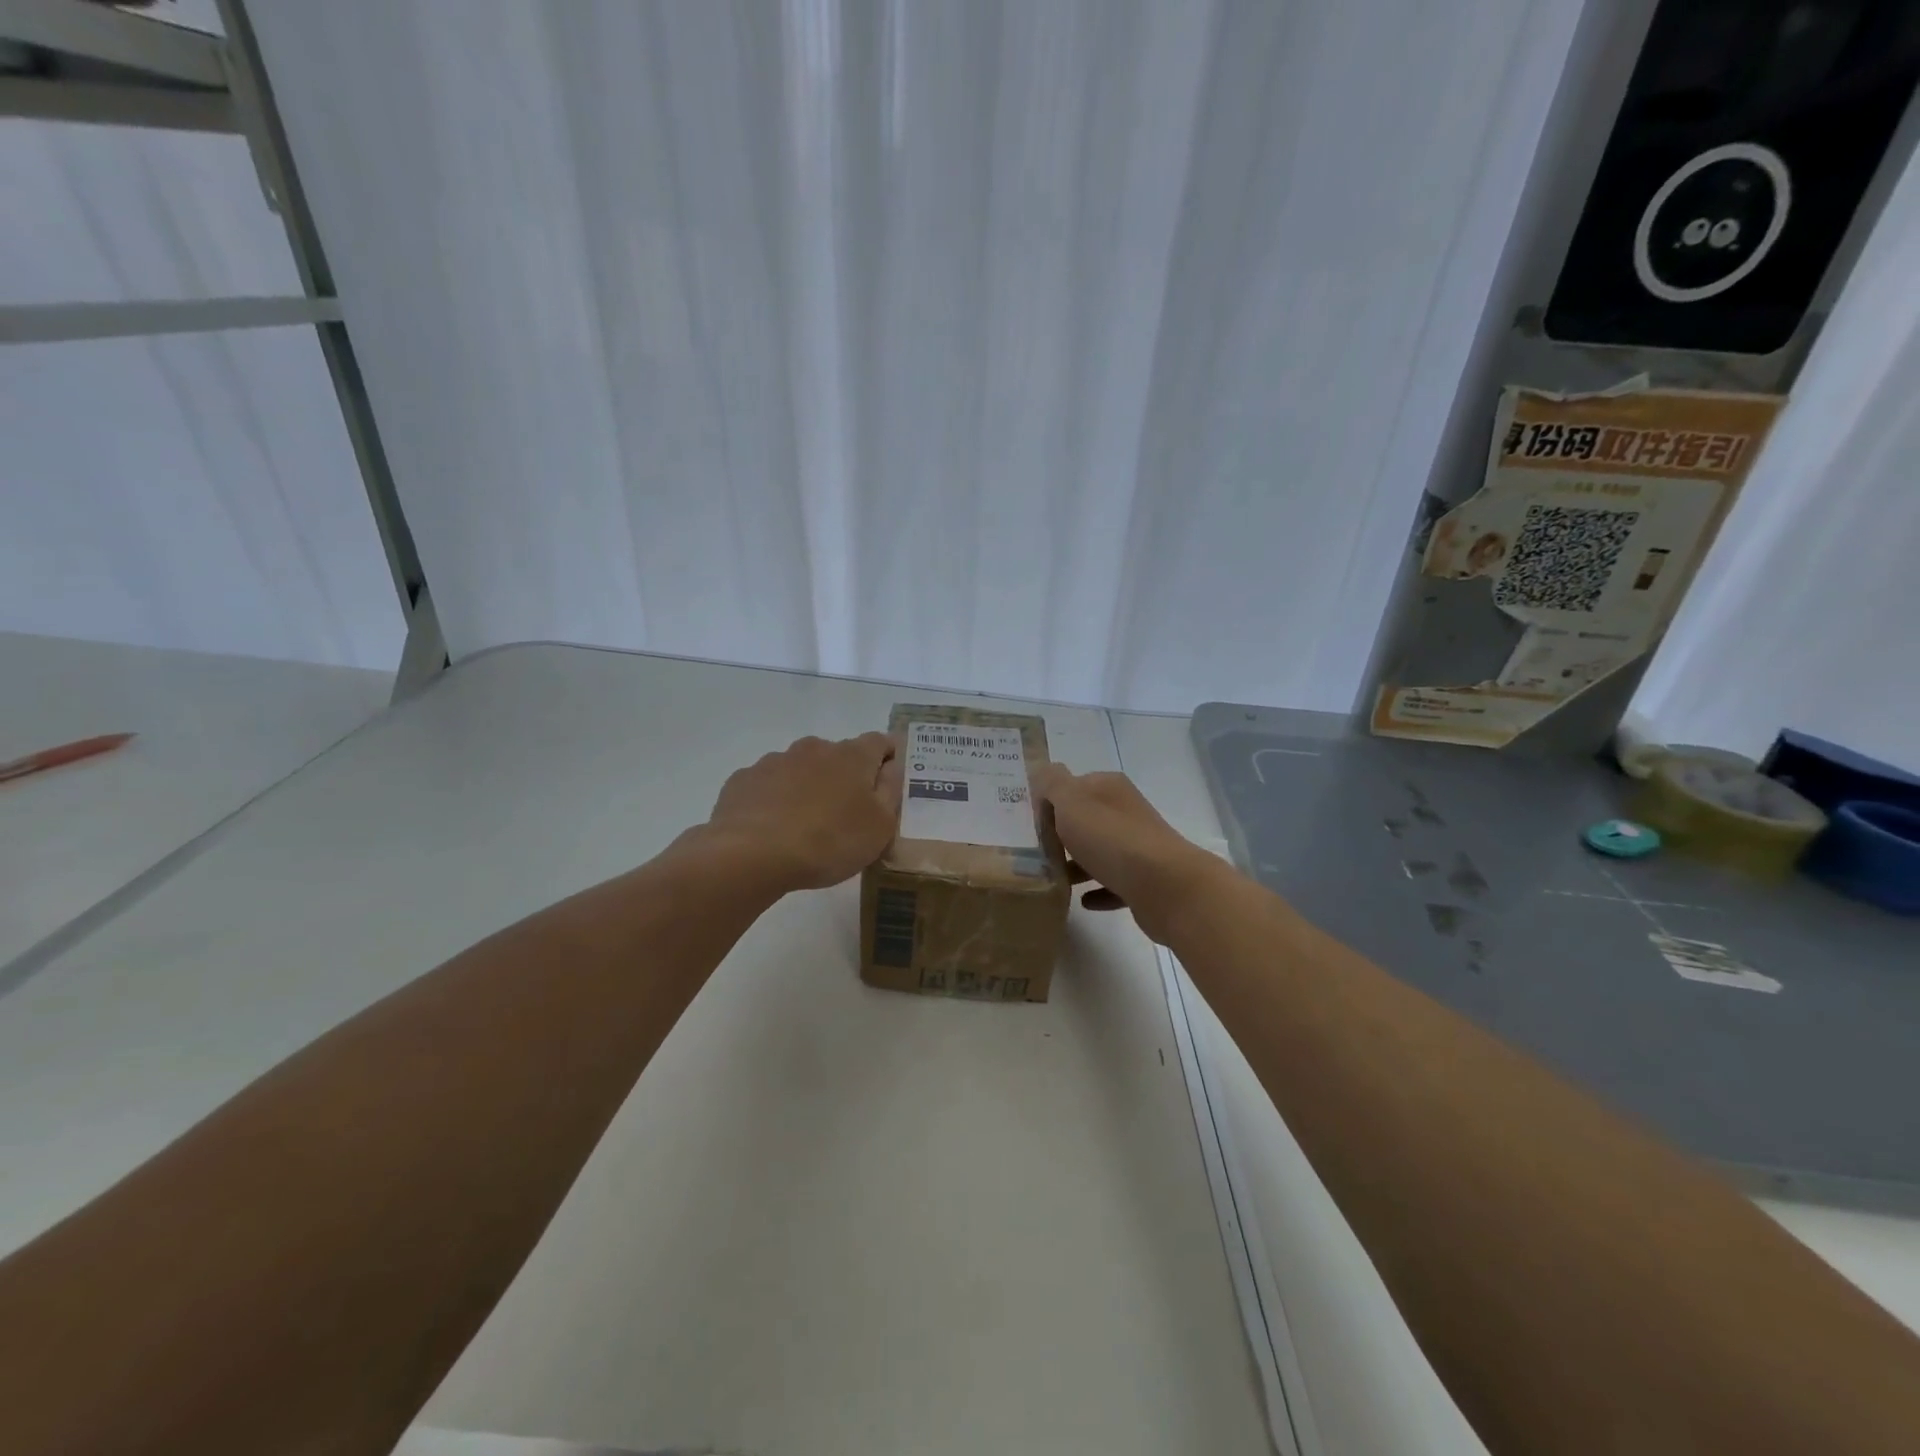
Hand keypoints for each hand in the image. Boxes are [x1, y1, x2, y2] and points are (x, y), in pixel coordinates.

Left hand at [702, 733, 902, 891]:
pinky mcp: (743, 780)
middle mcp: (814, 748)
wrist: (751, 854)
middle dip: (845, 777)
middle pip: (838, 756)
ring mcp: (774, 761)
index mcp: (852, 756)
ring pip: (800, 769)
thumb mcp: (880, 826)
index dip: (888, 758)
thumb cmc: (829, 841)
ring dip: (808, 787)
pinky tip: (773, 829)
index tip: (888, 781)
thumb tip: (891, 767)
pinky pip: (768, 786)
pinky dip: (775, 800)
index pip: (880, 742)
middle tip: (846, 814)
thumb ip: (890, 791)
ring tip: (805, 826)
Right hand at [1033, 764, 1221, 942]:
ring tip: (1052, 877)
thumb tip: (1042, 771)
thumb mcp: (1071, 802)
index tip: (1027, 822)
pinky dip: (1097, 890)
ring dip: (1076, 864)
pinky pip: (1113, 883)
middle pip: (1086, 819)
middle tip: (1032, 851)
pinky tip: (1081, 900)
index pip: (1074, 785)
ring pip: (1099, 852)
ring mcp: (1138, 846)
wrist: (1165, 886)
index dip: (1050, 801)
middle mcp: (1126, 812)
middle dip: (1061, 833)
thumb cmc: (1111, 839)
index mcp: (1109, 788)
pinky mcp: (1145, 881)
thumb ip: (1052, 783)